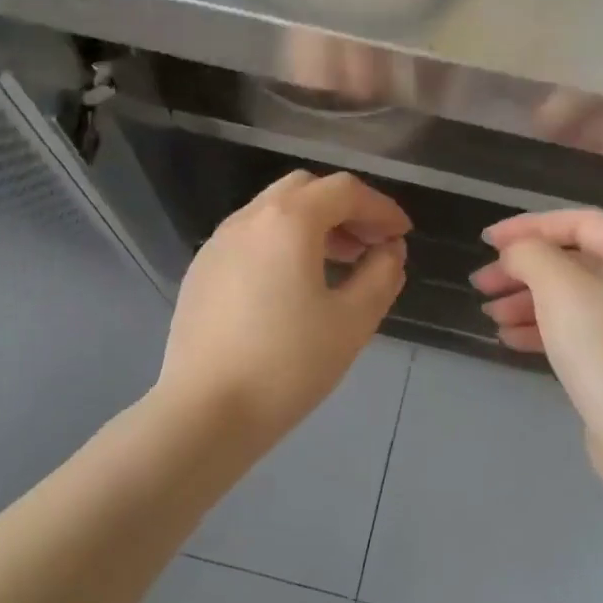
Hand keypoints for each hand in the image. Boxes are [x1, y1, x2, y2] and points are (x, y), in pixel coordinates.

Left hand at [159, 171, 409, 448]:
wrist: (205, 412)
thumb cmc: (288, 364)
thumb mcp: (352, 321)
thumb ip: (381, 275)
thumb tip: (389, 250)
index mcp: (288, 221)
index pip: (344, 191)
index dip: (381, 208)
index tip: (402, 235)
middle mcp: (248, 219)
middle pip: (305, 189)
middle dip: (344, 209)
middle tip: (369, 245)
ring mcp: (217, 243)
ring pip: (273, 212)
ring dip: (312, 225)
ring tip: (338, 264)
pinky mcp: (201, 271)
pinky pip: (250, 238)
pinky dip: (281, 243)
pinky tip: (292, 285)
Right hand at [471, 210, 602, 449]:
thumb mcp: (559, 285)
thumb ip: (530, 253)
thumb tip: (516, 253)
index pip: (578, 222)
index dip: (527, 227)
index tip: (486, 242)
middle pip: (573, 261)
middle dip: (522, 271)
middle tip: (481, 285)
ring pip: (572, 298)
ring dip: (527, 301)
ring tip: (490, 315)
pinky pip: (579, 330)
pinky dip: (544, 329)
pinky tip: (509, 339)